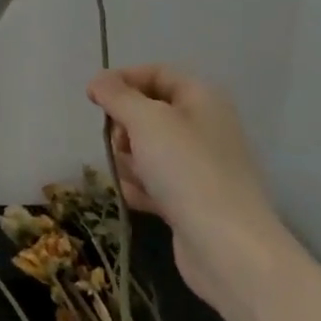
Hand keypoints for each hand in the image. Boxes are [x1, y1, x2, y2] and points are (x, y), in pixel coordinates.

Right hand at [86, 65, 290, 320]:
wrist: (228, 247)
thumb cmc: (187, 170)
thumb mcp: (146, 121)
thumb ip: (117, 96)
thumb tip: (97, 81)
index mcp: (201, 98)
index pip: (155, 73)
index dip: (122, 80)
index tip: (93, 97)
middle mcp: (202, 126)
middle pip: (145, 113)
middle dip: (124, 128)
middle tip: (123, 143)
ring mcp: (196, 165)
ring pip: (143, 149)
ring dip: (130, 162)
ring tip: (139, 179)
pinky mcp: (188, 198)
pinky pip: (151, 181)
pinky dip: (140, 188)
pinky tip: (142, 201)